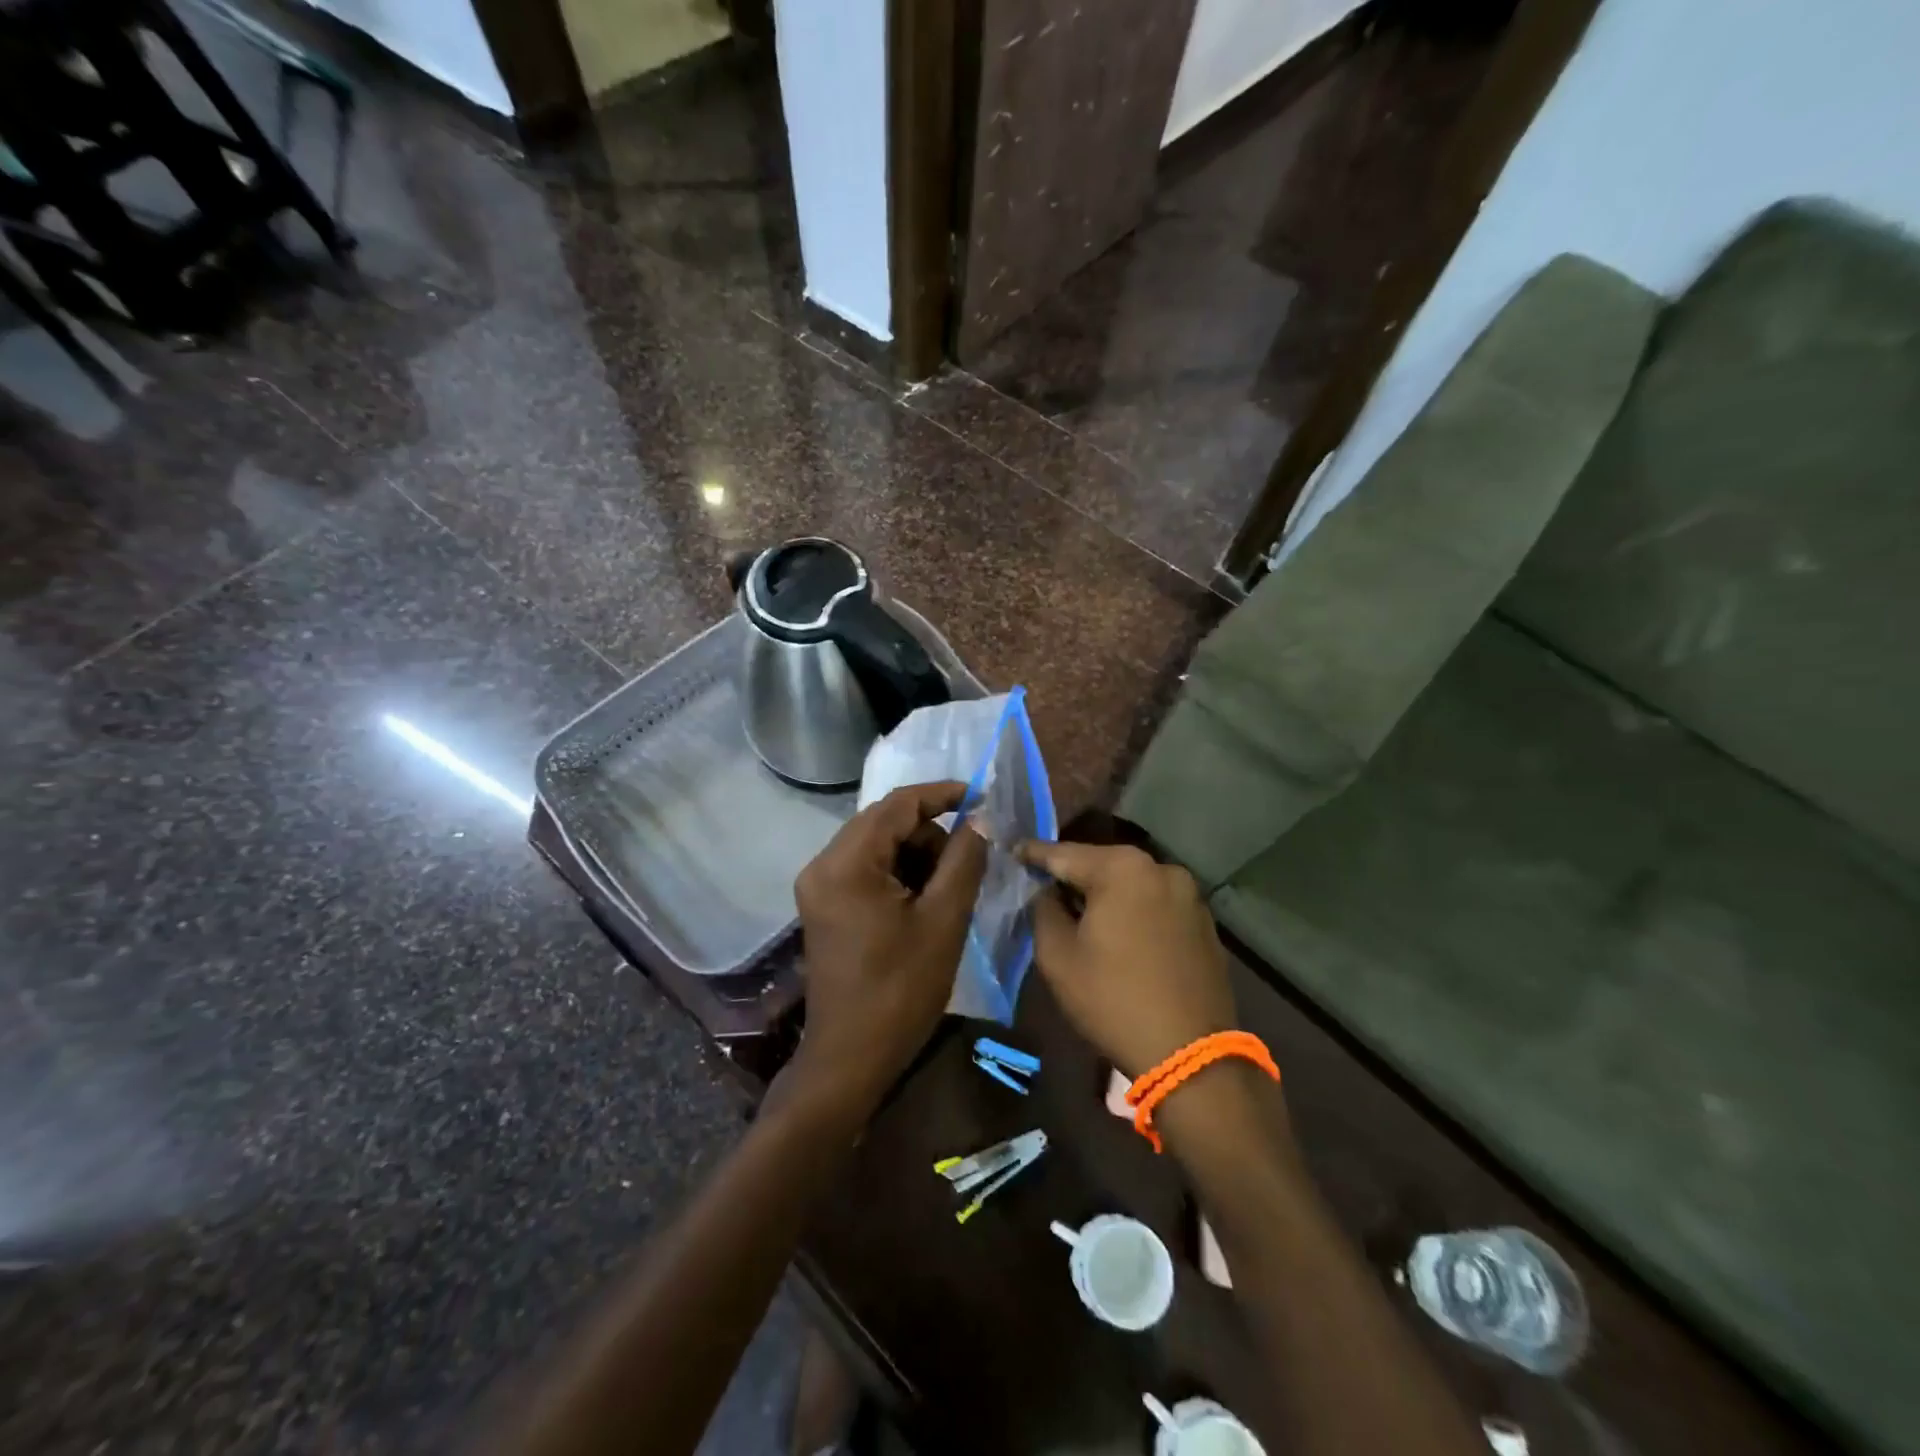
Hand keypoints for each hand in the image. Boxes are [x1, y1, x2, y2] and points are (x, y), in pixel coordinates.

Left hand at [790, 782, 988, 1119]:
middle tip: (967, 862)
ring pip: (877, 845)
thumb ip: (964, 860)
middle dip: (930, 833)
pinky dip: (897, 873)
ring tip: (946, 891)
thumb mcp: (944, 920)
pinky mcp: (823, 905)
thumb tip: (979, 820)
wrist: (850, 1058)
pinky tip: (921, 902)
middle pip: (884, 822)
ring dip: (915, 855)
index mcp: (846, 863)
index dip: (942, 795)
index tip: (982, 798)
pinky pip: (865, 868)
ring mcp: (818, 885)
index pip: (898, 805)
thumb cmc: (900, 990)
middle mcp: (823, 864)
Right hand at [1020, 841, 1237, 1079]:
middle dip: (1072, 874)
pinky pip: (1155, 904)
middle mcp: (1160, 868)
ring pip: (1131, 884)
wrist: (1189, 1054)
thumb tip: (1044, 891)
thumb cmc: (1113, 1000)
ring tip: (1081, 912)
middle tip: (1043, 886)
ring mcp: (1188, 894)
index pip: (1064, 853)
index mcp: (1122, 868)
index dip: (1034, 854)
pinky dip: (1133, 910)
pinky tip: (1120, 933)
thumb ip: (1043, 910)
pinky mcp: (1203, 921)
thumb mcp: (1058, 956)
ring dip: (1105, 894)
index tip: (1013, 852)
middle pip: (1101, 864)